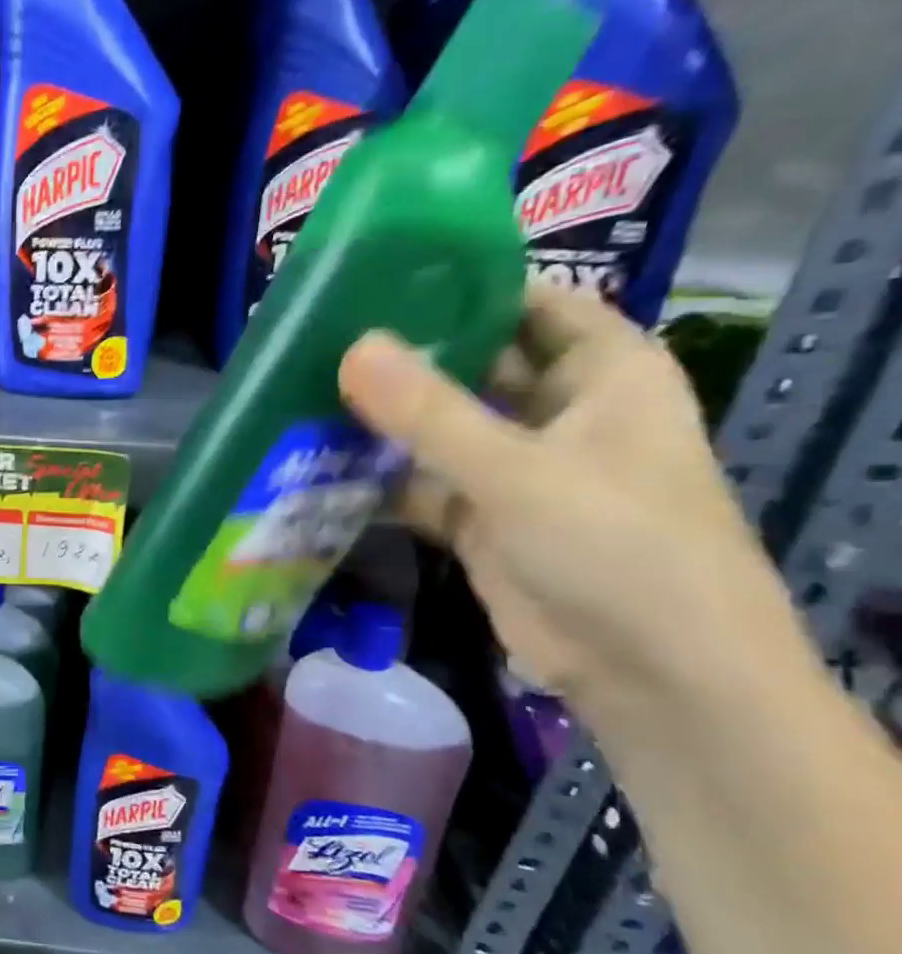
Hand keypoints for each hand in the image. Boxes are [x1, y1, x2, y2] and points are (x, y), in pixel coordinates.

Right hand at [338, 286, 809, 735]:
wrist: (650, 674)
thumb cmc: (616, 548)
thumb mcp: (518, 471)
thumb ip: (429, 412)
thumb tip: (352, 347)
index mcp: (603, 374)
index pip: (530, 303)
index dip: (464, 286)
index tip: (380, 279)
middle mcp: (558, 412)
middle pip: (472, 365)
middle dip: (404, 358)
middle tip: (320, 340)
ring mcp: (515, 469)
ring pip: (438, 428)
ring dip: (381, 421)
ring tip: (302, 395)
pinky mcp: (480, 519)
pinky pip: (419, 483)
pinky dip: (377, 478)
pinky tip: (317, 464)